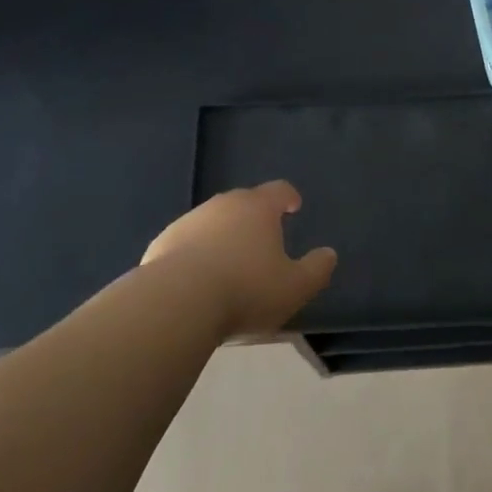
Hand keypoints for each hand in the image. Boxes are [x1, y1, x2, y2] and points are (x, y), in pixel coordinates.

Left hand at [142, 181, 336, 340]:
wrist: (177, 301)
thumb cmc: (245, 289)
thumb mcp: (294, 287)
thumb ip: (317, 269)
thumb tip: (329, 254)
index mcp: (258, 207)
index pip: (278, 190)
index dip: (288, 197)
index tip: (293, 206)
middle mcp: (224, 204)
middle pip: (244, 202)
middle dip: (254, 216)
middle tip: (262, 239)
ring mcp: (190, 220)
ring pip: (213, 221)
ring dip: (223, 235)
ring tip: (229, 262)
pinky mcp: (163, 242)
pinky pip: (186, 242)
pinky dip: (195, 253)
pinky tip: (196, 278)